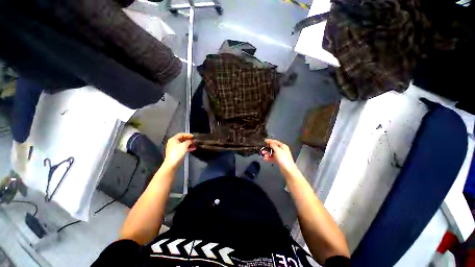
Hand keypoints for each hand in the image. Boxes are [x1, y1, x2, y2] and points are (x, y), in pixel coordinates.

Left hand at [163, 133, 195, 167]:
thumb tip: (191, 140)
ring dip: (189, 144)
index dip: (188, 135)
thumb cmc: (177, 153)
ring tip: (195, 144)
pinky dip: (187, 148)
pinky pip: (183, 148)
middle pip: (182, 139)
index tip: (193, 136)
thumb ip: (189, 141)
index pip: (181, 134)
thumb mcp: (184, 145)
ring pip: (183, 144)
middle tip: (194, 140)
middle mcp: (173, 143)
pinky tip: (193, 149)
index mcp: (173, 139)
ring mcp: (174, 148)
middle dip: (189, 140)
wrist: (172, 163)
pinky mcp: (176, 153)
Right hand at [264, 139, 296, 173]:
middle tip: (263, 150)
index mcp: (283, 146)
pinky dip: (269, 158)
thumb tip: (269, 142)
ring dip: (267, 153)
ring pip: (272, 153)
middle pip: (273, 147)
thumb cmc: (284, 159)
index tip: (264, 141)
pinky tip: (265, 159)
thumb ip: (272, 145)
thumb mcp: (277, 150)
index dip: (269, 141)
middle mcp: (282, 150)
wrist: (287, 169)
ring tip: (264, 155)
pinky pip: (272, 157)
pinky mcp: (279, 160)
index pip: (275, 142)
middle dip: (267, 149)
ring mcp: (280, 155)